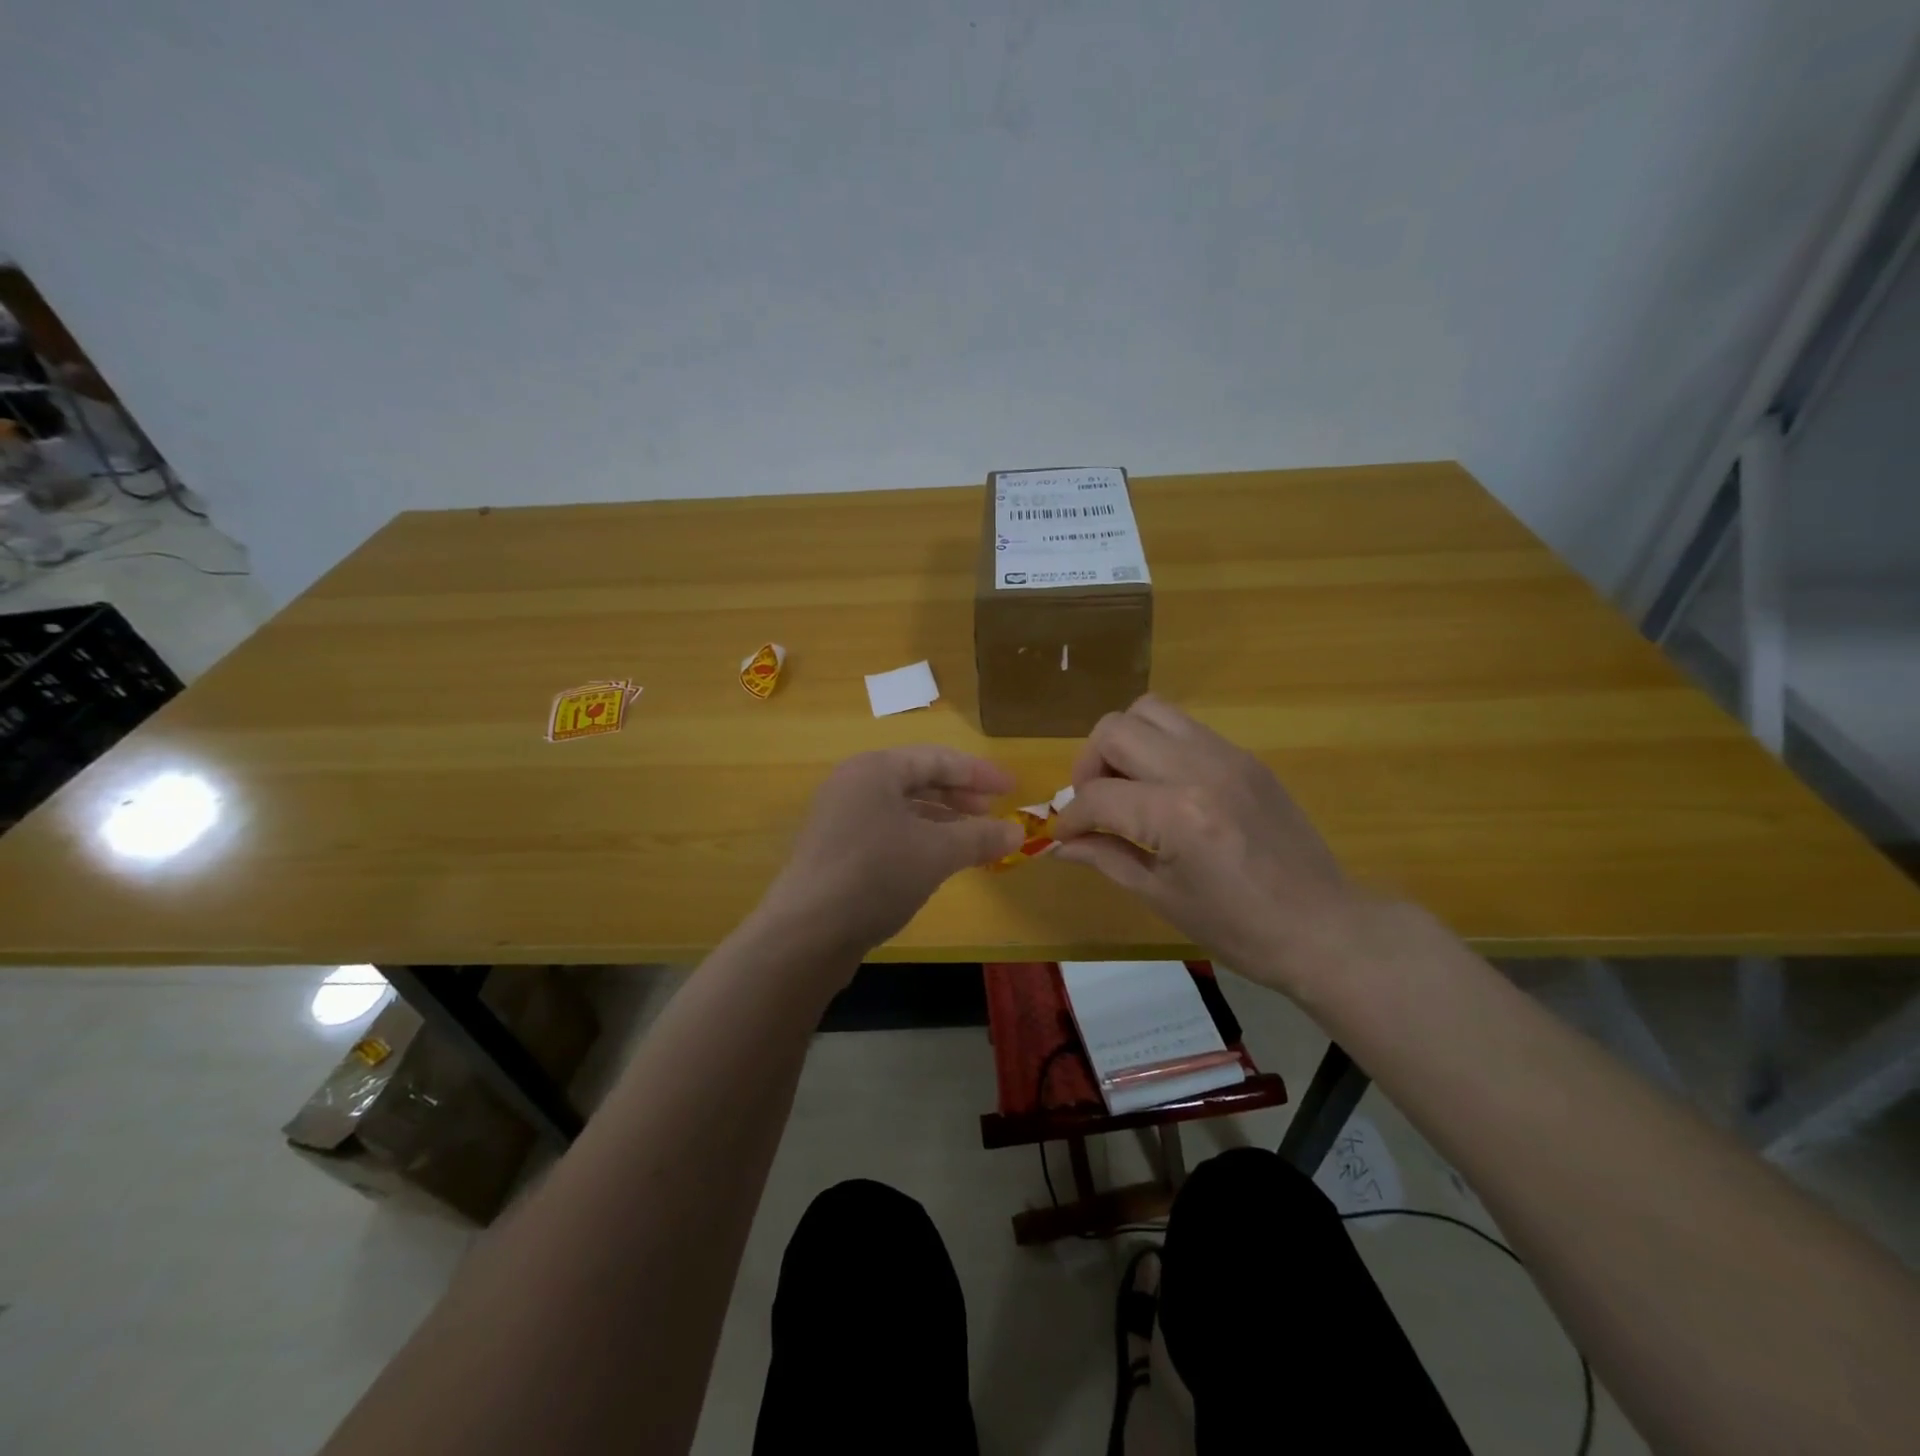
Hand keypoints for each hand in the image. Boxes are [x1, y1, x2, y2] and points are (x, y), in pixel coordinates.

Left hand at [758, 746, 1022, 964]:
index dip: (979, 773)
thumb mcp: (936, 852)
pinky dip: (918, 840)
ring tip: (972, 839)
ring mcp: (840, 819)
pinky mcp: (835, 852)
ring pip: (902, 809)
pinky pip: (887, 832)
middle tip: (993, 812)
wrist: (806, 933)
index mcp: (874, 769)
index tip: (1013, 788)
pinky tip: (937, 862)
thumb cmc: (876, 874)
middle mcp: (853, 785)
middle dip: (959, 795)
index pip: (937, 759)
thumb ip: (979, 837)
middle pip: (917, 780)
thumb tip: (1017, 833)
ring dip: (941, 821)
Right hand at [1052, 695, 1370, 992]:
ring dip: (1124, 742)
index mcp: (1177, 816)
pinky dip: (1159, 746)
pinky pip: (1186, 728)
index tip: (1063, 836)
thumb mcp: (1161, 897)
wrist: (1323, 928)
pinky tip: (1163, 786)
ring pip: (1150, 711)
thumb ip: (1105, 858)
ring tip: (1126, 783)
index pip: (1098, 796)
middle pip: (1116, 730)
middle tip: (1094, 801)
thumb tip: (1059, 845)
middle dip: (1089, 764)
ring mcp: (1227, 756)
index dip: (1070, 818)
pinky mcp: (1246, 757)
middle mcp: (1199, 770)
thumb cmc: (1238, 929)